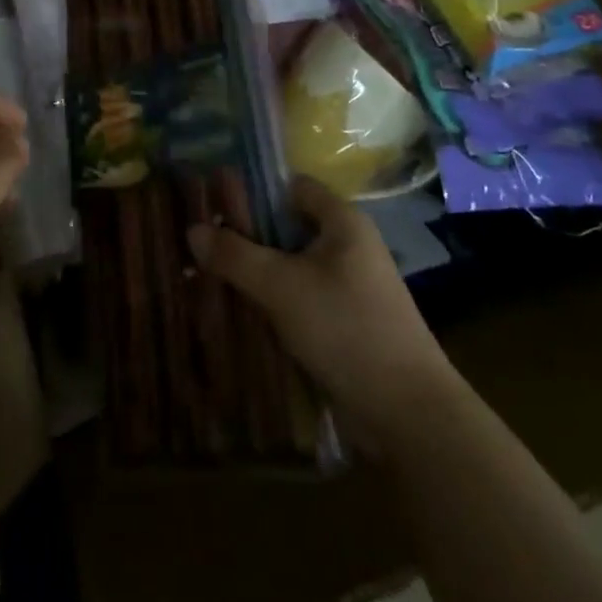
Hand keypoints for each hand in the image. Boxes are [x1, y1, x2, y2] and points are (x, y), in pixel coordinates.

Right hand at [188, 176, 450, 456]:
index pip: (291, 187)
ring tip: (212, 279)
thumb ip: (235, 255)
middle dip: (248, 237)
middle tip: (204, 245)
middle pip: (288, 228)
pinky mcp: (346, 323)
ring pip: (292, 267)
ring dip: (258, 274)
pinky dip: (274, 303)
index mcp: (343, 221)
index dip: (254, 191)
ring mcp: (349, 287)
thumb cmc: (346, 328)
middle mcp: (348, 246)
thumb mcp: (281, 286)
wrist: (408, 415)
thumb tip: (193, 229)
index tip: (215, 204)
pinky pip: (301, 299)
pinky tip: (241, 314)